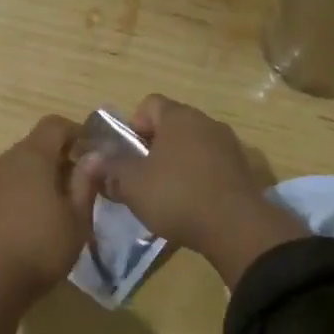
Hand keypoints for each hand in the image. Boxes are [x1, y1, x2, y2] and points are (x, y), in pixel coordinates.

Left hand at [0, 114, 101, 300]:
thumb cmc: (40, 248)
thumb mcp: (76, 219)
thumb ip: (86, 182)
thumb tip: (95, 155)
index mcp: (31, 157)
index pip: (54, 125)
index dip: (76, 132)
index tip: (92, 153)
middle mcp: (4, 160)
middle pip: (34, 145)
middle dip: (58, 158)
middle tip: (78, 186)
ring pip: (16, 167)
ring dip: (35, 177)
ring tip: (52, 207)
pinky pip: (1, 186)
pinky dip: (17, 193)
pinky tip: (26, 221)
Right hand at [97, 95, 308, 286]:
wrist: (238, 229)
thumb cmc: (178, 196)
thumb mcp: (133, 185)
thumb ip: (110, 168)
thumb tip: (90, 160)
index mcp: (179, 117)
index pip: (149, 104)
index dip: (132, 126)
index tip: (128, 154)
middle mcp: (206, 122)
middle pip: (171, 126)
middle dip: (153, 147)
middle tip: (141, 177)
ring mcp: (229, 145)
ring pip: (192, 146)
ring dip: (176, 163)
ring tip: (166, 193)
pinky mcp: (243, 170)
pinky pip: (211, 165)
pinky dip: (198, 177)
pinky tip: (191, 204)